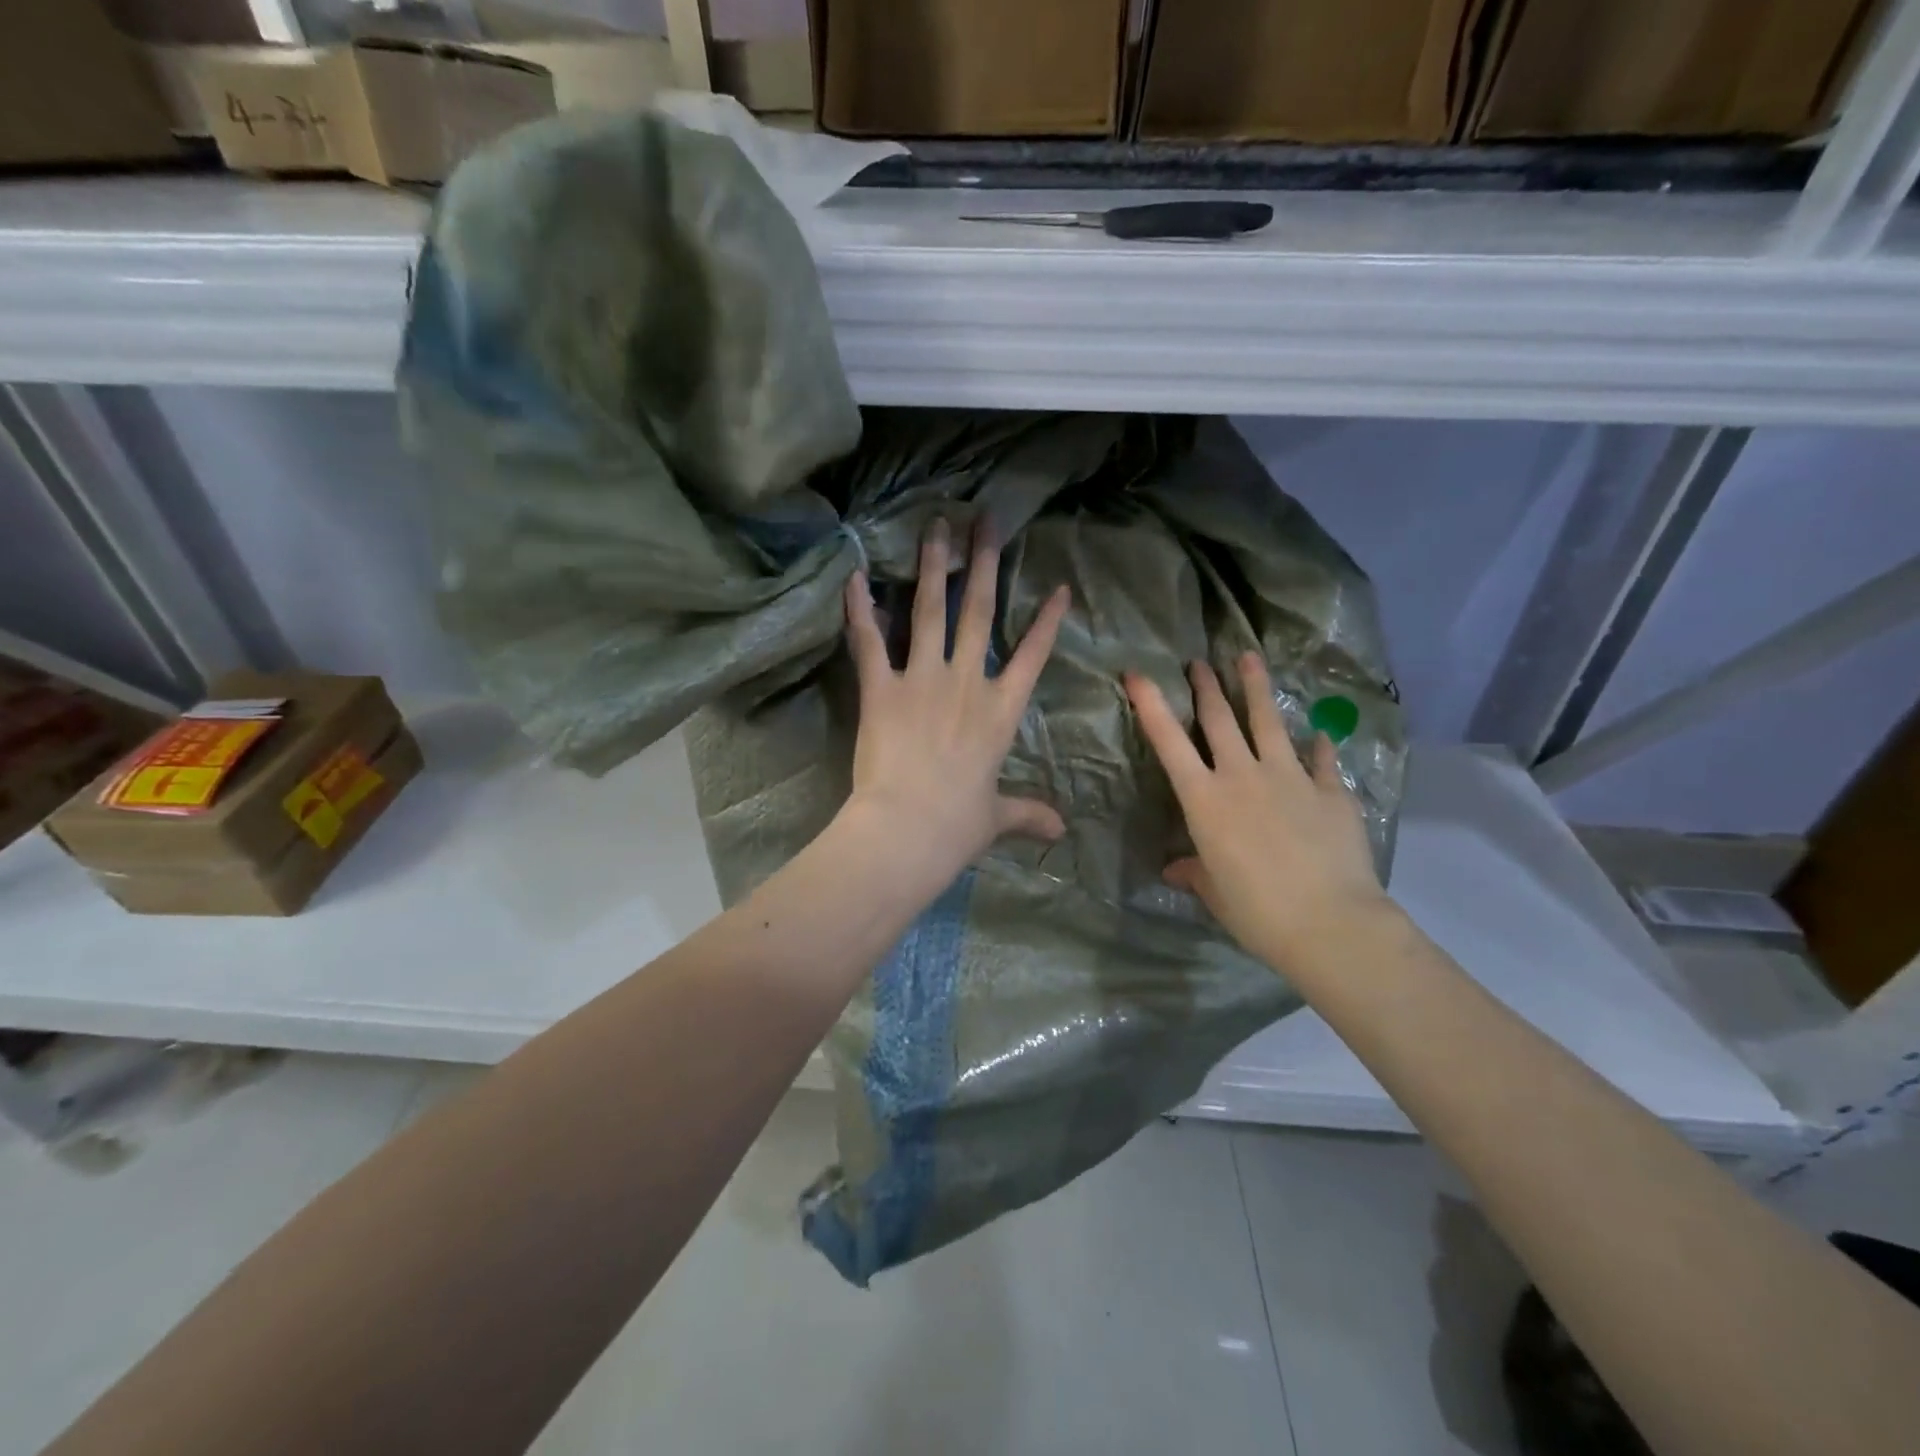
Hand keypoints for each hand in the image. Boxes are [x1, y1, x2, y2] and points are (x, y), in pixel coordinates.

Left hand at [841, 518, 1070, 887]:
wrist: (907, 829)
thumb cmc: (957, 825)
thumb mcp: (997, 817)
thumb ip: (1028, 813)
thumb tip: (1062, 831)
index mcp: (1000, 711)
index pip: (1032, 656)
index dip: (1046, 621)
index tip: (1058, 587)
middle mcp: (966, 682)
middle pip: (979, 611)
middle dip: (984, 561)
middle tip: (985, 519)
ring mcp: (922, 679)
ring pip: (930, 610)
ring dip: (933, 565)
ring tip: (936, 525)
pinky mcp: (880, 688)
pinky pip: (869, 640)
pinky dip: (860, 608)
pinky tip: (854, 574)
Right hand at [1125, 654, 1391, 976]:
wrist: (1329, 922)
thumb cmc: (1256, 911)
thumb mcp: (1214, 892)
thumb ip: (1195, 872)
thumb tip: (1175, 870)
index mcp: (1205, 800)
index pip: (1169, 742)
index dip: (1150, 705)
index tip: (1137, 673)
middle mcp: (1243, 776)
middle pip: (1220, 720)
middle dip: (1206, 686)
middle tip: (1198, 661)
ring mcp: (1290, 778)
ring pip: (1268, 722)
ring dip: (1256, 687)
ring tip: (1249, 657)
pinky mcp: (1331, 791)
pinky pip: (1322, 759)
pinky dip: (1318, 745)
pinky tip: (1319, 733)